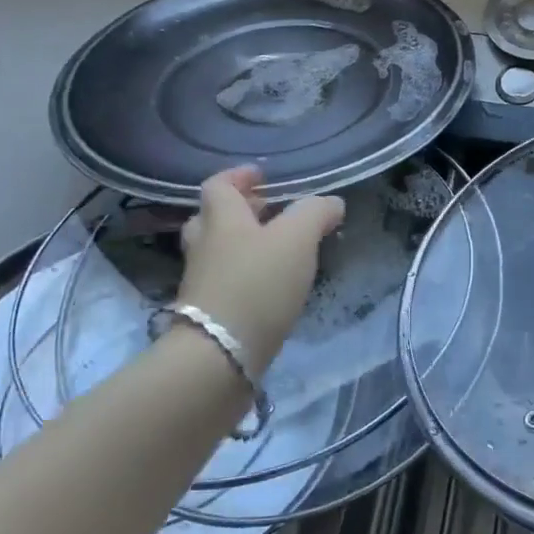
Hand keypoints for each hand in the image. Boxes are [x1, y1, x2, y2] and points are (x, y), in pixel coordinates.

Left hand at [175, 166, 344, 361]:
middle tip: (270, 211)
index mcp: (221, 219)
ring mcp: (201, 283)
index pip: (218, 185)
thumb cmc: (257, 284)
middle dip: (241, 211)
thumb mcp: (297, 238)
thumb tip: (331, 203)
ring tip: (277, 250)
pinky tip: (271, 287)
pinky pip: (225, 282)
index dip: (239, 176)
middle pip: (213, 218)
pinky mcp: (208, 315)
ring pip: (218, 252)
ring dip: (243, 245)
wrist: (218, 357)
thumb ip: (315, 213)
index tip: (262, 175)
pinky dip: (245, 276)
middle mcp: (205, 246)